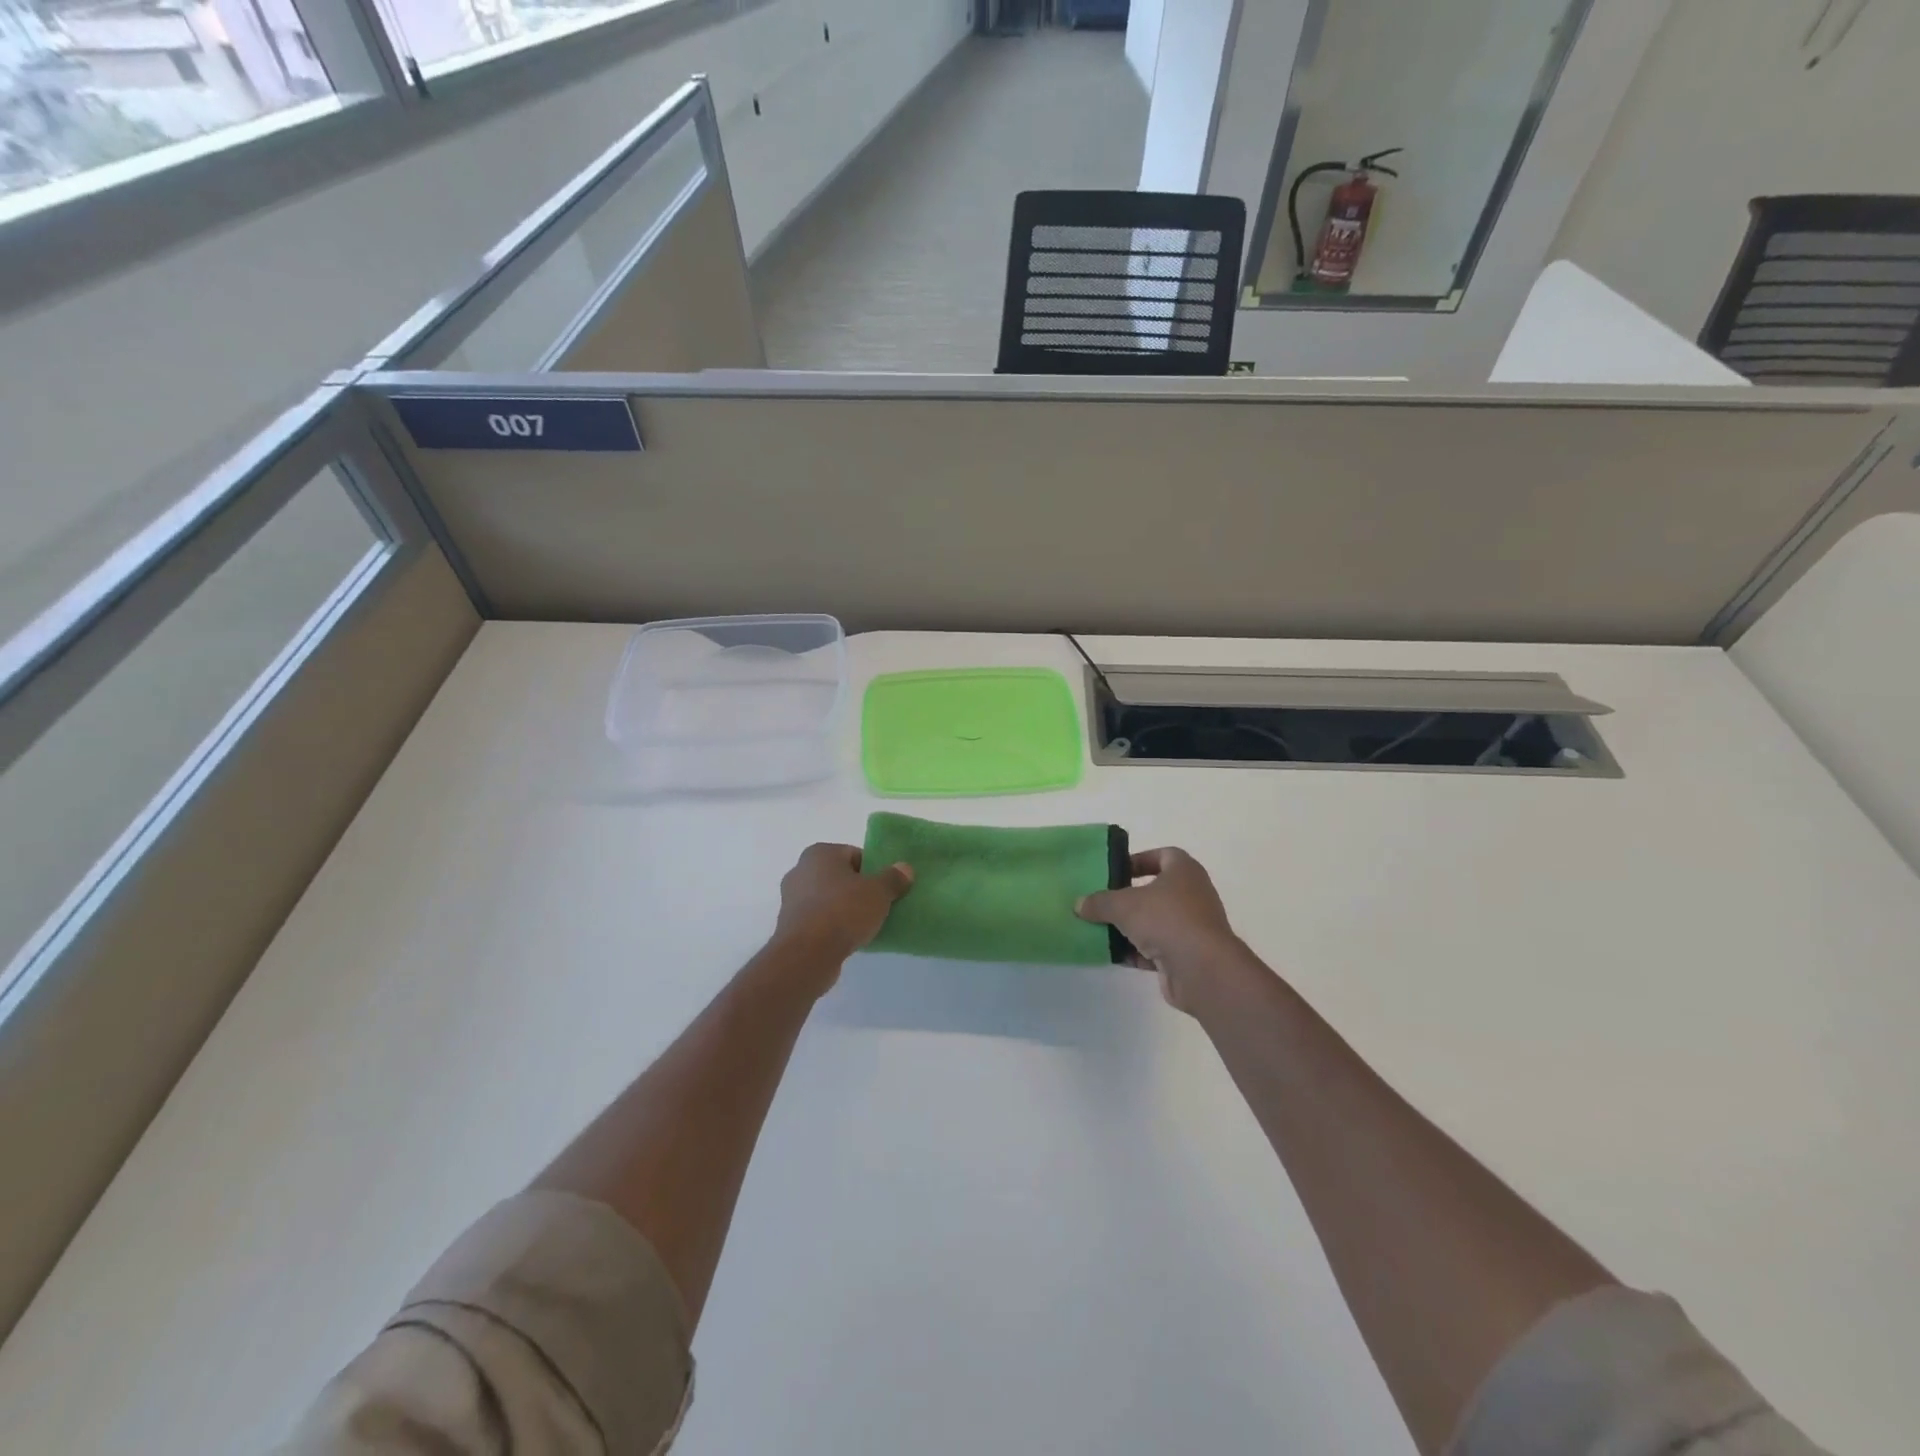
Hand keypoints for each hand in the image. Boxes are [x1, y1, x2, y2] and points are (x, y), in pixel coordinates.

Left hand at [772, 843, 913, 966]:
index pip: (854, 855)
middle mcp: (800, 870)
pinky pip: (819, 919)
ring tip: (864, 925)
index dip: (873, 871)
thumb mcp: (878, 892)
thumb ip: (893, 878)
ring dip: (845, 909)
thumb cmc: (843, 911)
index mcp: (819, 853)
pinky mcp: (790, 925)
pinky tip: (847, 938)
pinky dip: (832, 925)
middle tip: (878, 906)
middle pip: (840, 877)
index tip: (885, 889)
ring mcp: (791, 899)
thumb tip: (905, 868)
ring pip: (828, 899)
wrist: (807, 954)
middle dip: (858, 890)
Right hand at [1075, 848, 1251, 1012]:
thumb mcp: (1123, 905)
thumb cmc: (1166, 920)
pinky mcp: (1188, 956)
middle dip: (1128, 898)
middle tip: (1102, 902)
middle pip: (1155, 891)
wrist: (1202, 970)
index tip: (1116, 871)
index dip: (1139, 860)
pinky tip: (1113, 956)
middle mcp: (1193, 895)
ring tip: (1100, 930)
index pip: (1164, 855)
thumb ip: (1100, 902)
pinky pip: (1157, 949)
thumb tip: (1080, 904)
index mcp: (1184, 871)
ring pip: (1155, 922)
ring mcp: (1192, 927)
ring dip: (1130, 928)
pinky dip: (1137, 952)